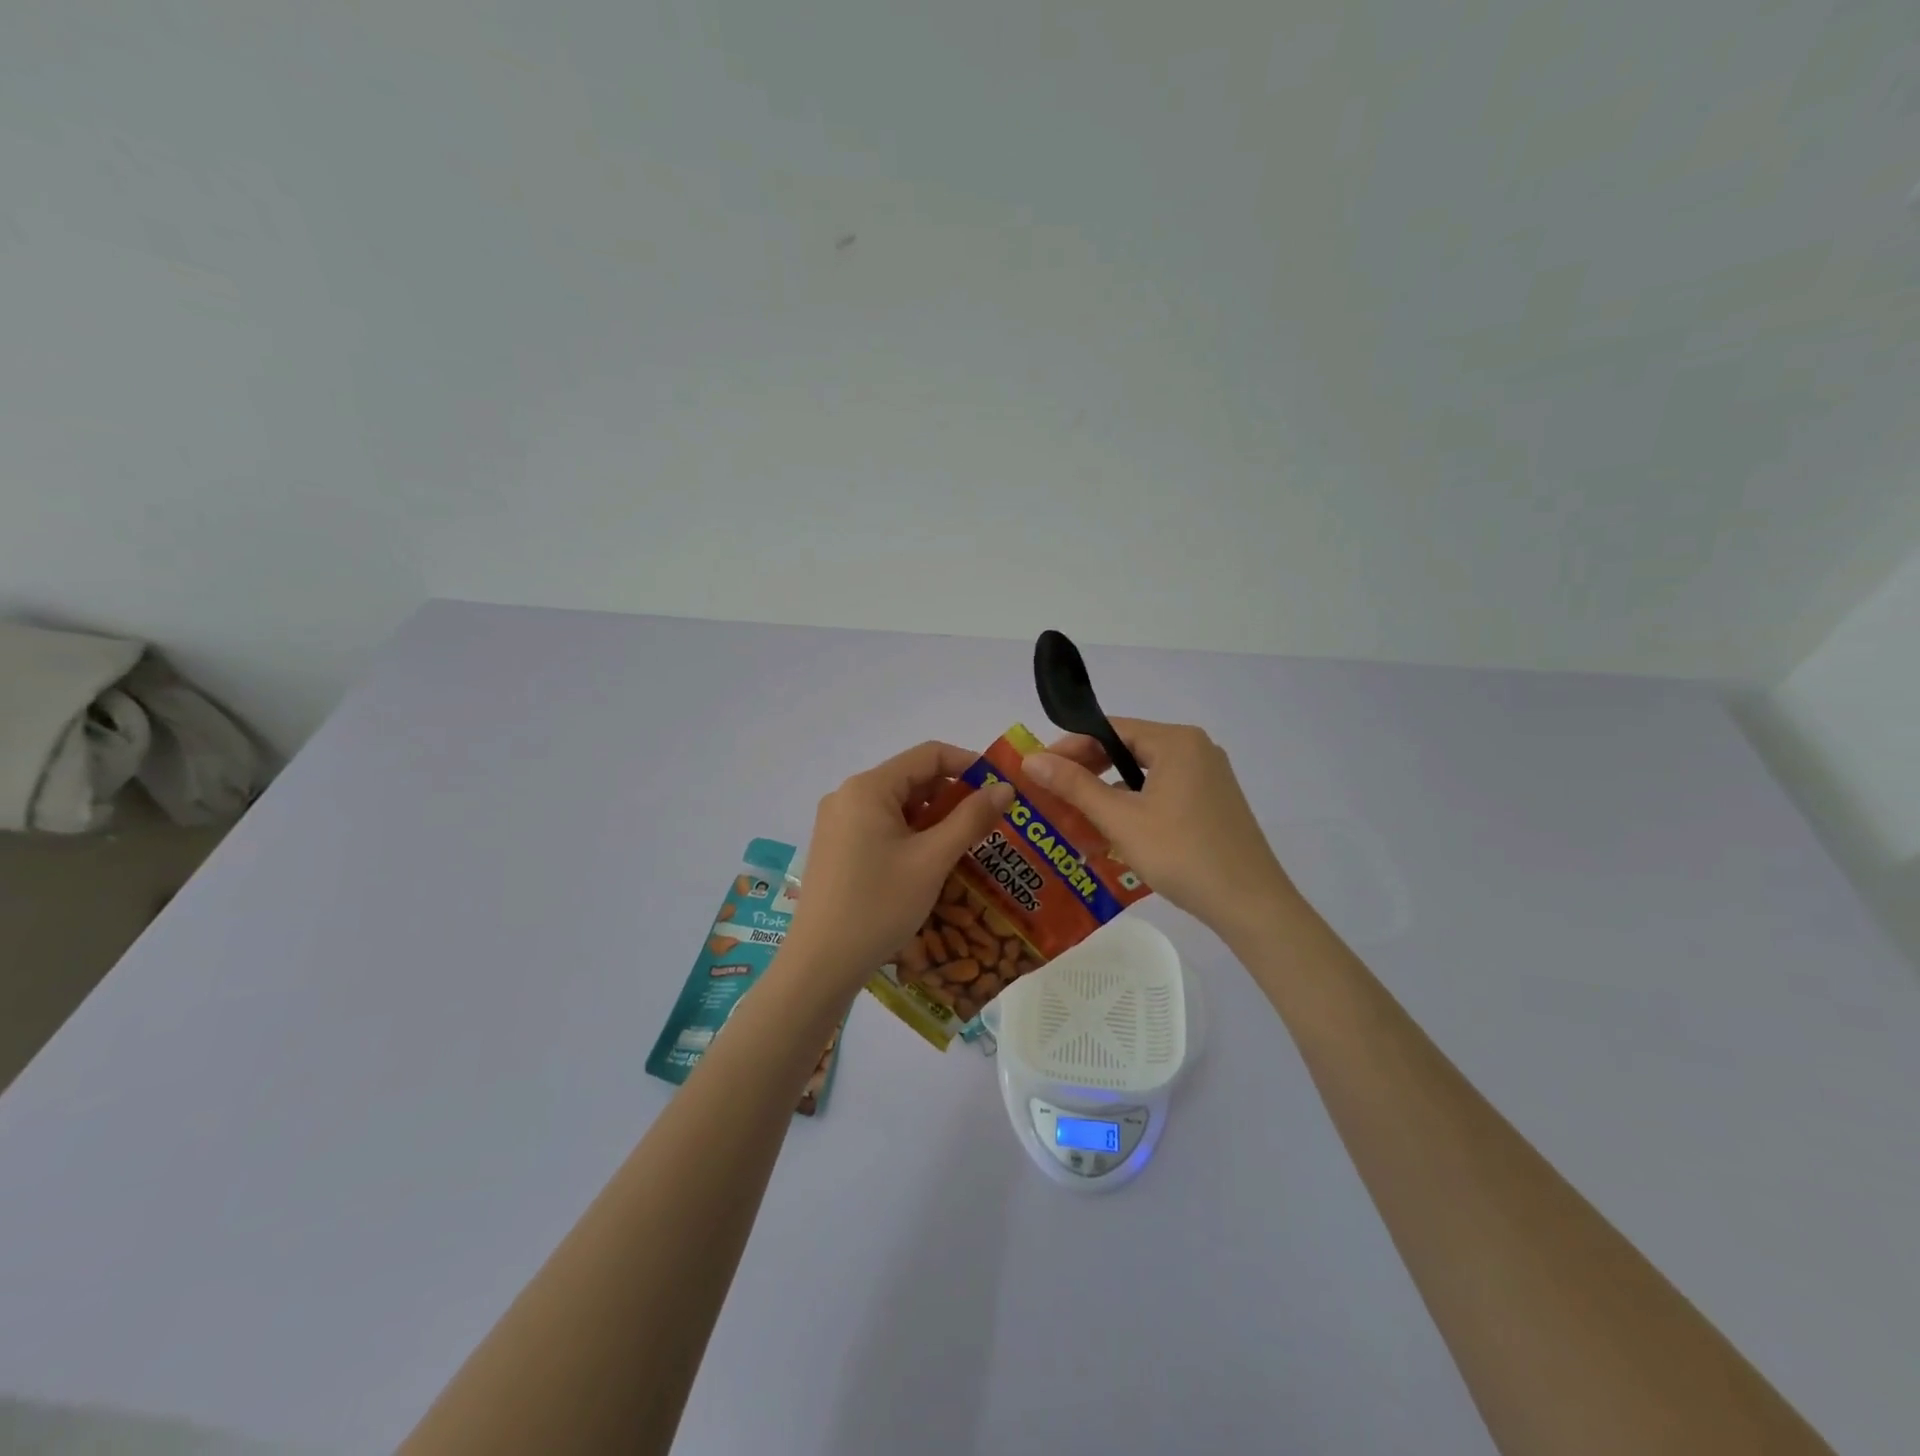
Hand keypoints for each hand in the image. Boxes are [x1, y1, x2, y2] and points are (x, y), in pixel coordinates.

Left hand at [779, 742, 1015, 999]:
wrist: (820, 964)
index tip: (1001, 788)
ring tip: (968, 845)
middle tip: (991, 822)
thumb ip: (971, 819)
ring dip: (934, 819)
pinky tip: (933, 862)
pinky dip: (911, 836)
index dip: (969, 764)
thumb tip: (1005, 788)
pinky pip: (882, 827)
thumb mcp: (932, 860)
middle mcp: (848, 796)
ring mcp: (838, 823)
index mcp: (868, 788)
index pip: (928, 755)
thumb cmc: (879, 905)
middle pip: (912, 779)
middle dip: (954, 796)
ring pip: (898, 806)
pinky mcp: (836, 847)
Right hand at [1022, 719, 1296, 941]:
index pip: (1110, 730)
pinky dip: (1134, 807)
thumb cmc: (1182, 854)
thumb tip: (1031, 758)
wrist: (1250, 904)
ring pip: (1143, 775)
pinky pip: (1162, 793)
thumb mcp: (1120, 819)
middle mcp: (1195, 749)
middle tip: (1052, 794)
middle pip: (1127, 750)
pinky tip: (1111, 835)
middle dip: (1087, 772)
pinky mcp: (1212, 802)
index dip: (1070, 747)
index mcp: (1176, 742)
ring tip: (1075, 819)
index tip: (1038, 768)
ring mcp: (1208, 777)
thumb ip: (1075, 786)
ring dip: (1108, 794)